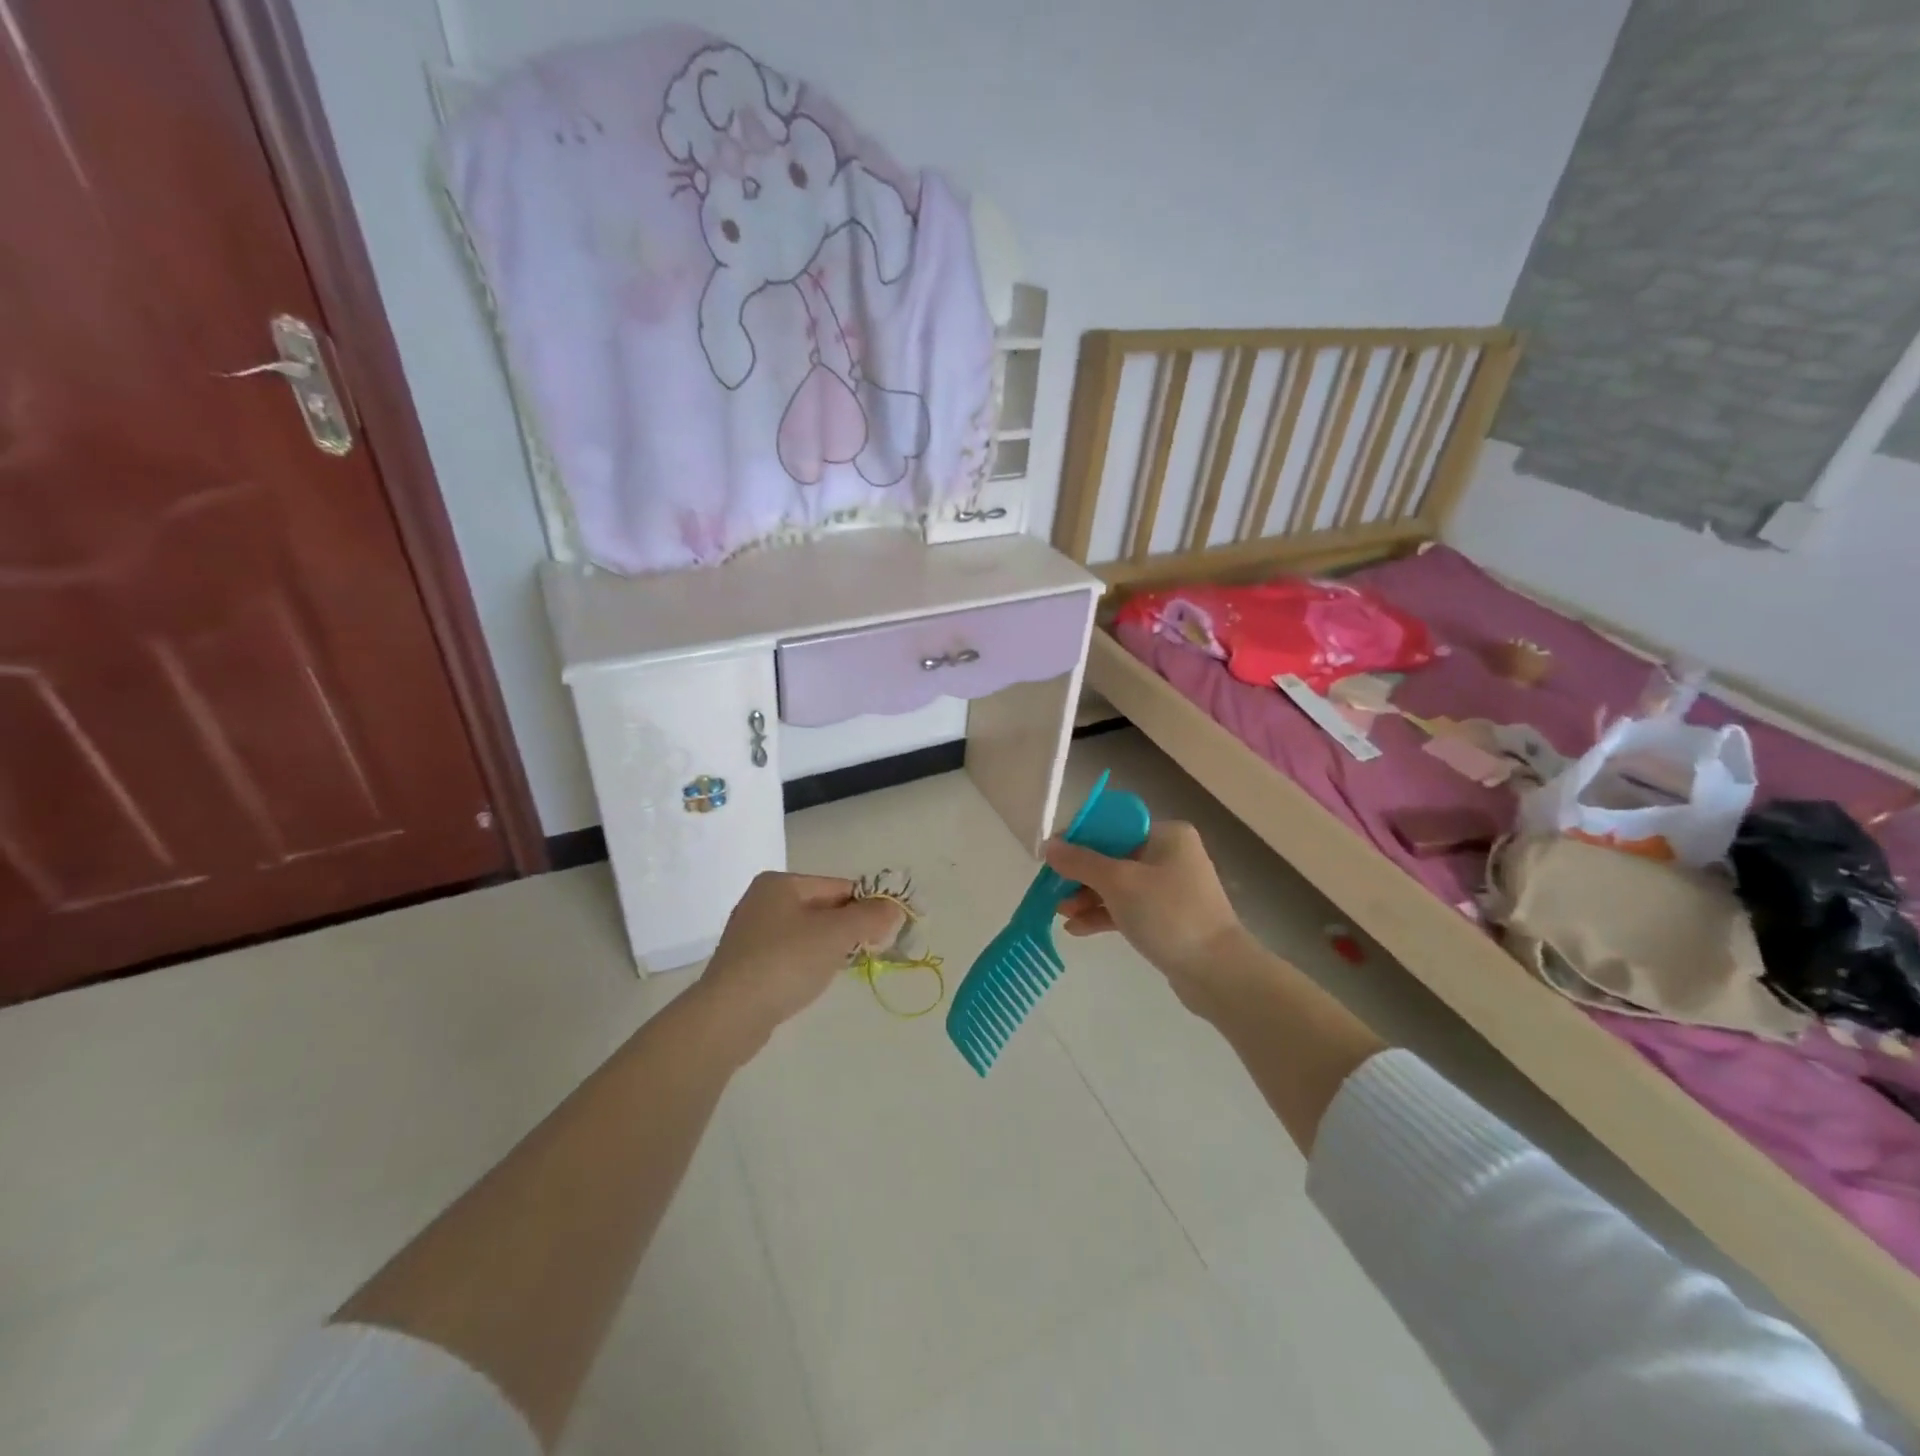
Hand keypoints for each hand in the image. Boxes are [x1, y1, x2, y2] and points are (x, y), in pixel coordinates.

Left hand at [696, 872, 906, 1051]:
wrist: (729, 1016)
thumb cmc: (785, 962)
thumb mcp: (836, 934)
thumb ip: (870, 917)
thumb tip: (894, 908)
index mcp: (780, 883)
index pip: (839, 887)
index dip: (868, 906)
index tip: (889, 931)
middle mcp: (762, 900)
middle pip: (824, 908)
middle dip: (849, 928)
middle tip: (870, 950)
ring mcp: (751, 933)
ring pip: (808, 933)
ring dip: (830, 948)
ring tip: (840, 968)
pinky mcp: (746, 964)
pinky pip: (790, 954)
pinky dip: (807, 963)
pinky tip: (812, 981)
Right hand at [1044, 822, 1247, 1012]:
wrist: (1218, 972)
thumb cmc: (1169, 914)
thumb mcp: (1118, 883)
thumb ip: (1080, 862)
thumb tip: (1049, 845)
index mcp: (1166, 835)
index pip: (1113, 827)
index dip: (1079, 839)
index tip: (1052, 858)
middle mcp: (1170, 855)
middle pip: (1113, 856)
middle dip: (1080, 875)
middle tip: (1053, 892)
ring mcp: (1170, 888)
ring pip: (1118, 885)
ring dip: (1087, 897)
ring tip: (1061, 914)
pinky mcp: (1167, 918)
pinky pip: (1127, 908)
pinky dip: (1103, 915)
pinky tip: (1076, 929)